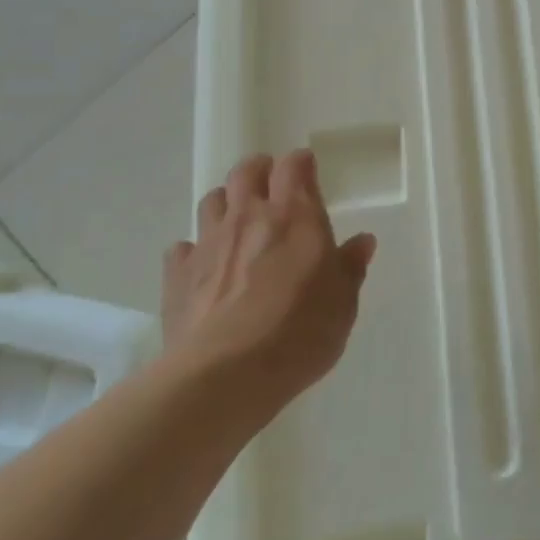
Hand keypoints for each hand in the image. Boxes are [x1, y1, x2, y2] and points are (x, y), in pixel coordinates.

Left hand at [161, 151, 376, 426]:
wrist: (224, 375)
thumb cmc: (299, 332)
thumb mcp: (343, 302)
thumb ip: (350, 267)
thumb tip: (363, 241)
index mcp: (296, 215)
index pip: (294, 166)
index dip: (301, 163)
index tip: (308, 170)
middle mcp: (250, 217)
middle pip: (246, 171)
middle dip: (259, 170)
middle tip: (271, 184)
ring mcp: (208, 243)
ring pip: (212, 200)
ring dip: (227, 203)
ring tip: (239, 222)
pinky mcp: (176, 275)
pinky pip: (182, 247)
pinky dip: (194, 249)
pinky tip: (204, 266)